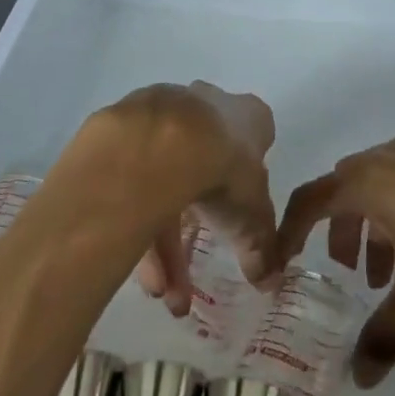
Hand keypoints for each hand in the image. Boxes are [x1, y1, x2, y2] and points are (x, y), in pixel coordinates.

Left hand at [93, 82, 276, 317]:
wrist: (162, 143)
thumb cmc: (224, 170)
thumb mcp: (252, 216)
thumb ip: (262, 245)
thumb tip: (270, 280)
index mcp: (246, 114)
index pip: (255, 134)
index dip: (249, 169)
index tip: (242, 202)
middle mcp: (206, 104)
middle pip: (205, 159)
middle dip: (200, 218)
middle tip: (194, 262)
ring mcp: (163, 113)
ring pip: (165, 178)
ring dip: (163, 240)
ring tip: (160, 291)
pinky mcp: (125, 129)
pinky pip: (134, 180)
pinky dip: (138, 221)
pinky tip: (138, 267)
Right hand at [275, 133, 394, 386]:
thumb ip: (384, 336)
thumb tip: (360, 380)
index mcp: (370, 180)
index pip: (312, 199)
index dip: (291, 231)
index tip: (283, 261)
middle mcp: (393, 156)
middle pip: (348, 187)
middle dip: (342, 230)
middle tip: (352, 273)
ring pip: (385, 184)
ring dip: (378, 225)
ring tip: (394, 273)